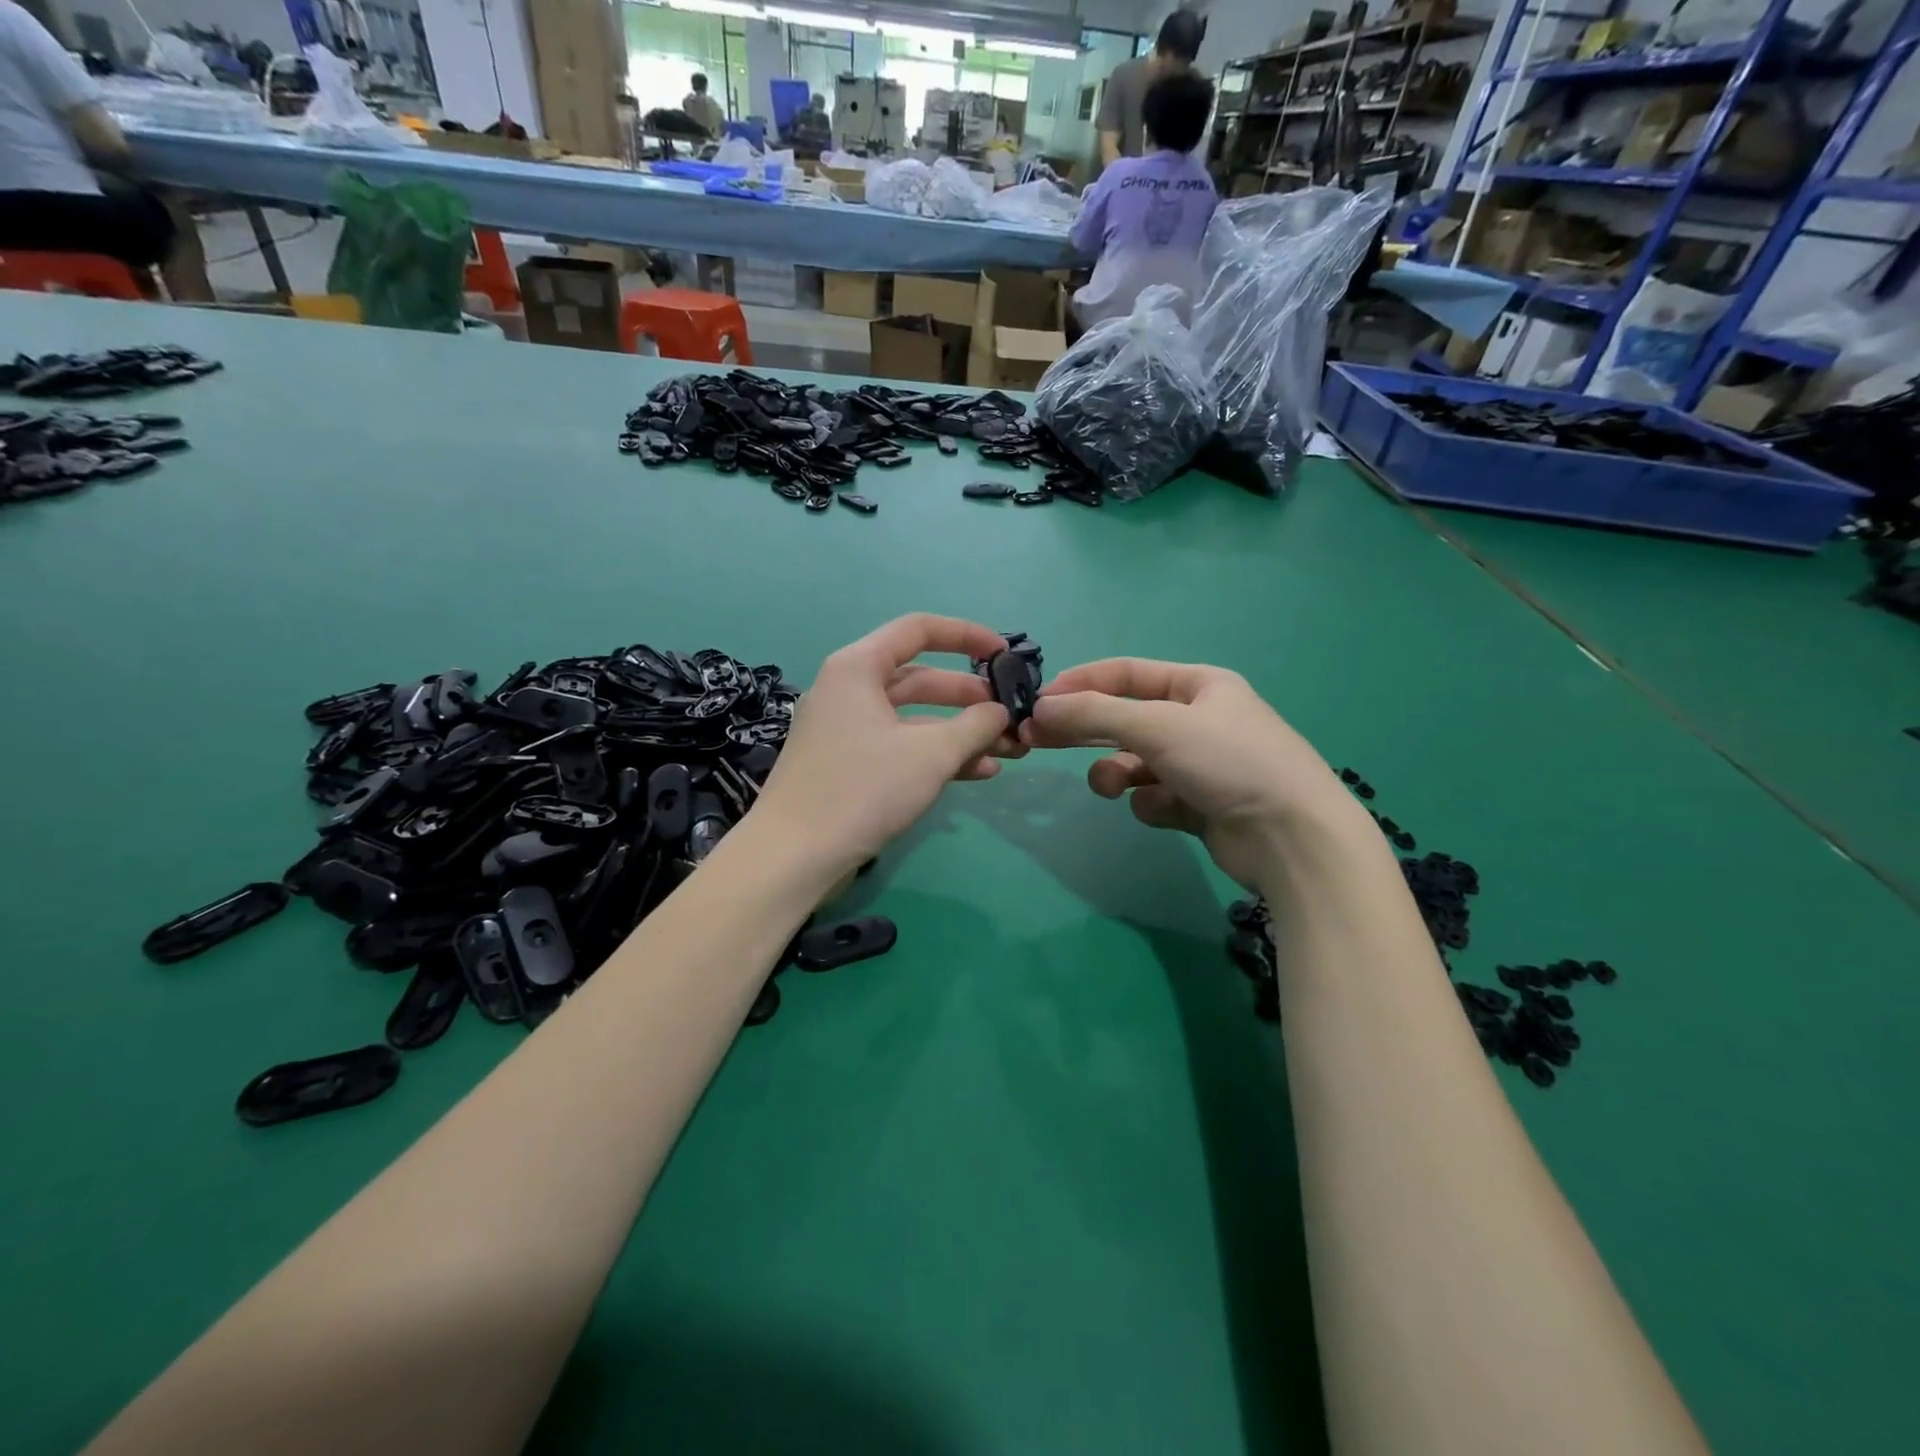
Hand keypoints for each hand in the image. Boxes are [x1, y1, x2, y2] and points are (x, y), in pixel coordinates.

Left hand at [752, 614, 1018, 874]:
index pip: (919, 629)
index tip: (1004, 655)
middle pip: (920, 678)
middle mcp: (849, 689)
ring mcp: (845, 729)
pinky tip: (978, 773)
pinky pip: (899, 746)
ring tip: (1005, 751)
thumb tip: (1001, 712)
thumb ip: (975, 725)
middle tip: (1009, 716)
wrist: (794, 855)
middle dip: (969, 698)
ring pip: (913, 718)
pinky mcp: (847, 764)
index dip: (967, 636)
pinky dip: (935, 755)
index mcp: (858, 667)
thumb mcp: (931, 754)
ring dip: (959, 733)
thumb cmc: (863, 789)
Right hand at [1022, 658, 1354, 889]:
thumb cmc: (1228, 761)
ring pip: (1135, 763)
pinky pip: (1155, 797)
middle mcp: (1199, 721)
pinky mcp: (1199, 806)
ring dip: (1117, 773)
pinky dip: (1153, 804)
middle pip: (1125, 718)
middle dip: (1086, 730)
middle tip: (1037, 739)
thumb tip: (1042, 706)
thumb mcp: (1158, 726)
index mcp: (1199, 686)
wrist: (1292, 837)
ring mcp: (1200, 765)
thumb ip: (1095, 714)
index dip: (1082, 683)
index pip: (1128, 674)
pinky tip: (1170, 811)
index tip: (1041, 700)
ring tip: (1113, 787)